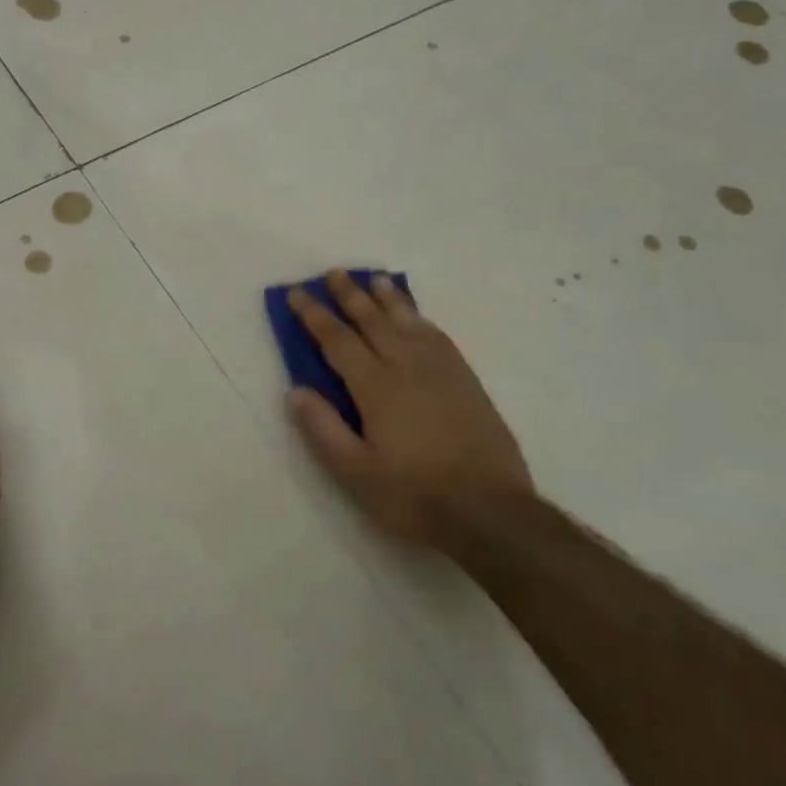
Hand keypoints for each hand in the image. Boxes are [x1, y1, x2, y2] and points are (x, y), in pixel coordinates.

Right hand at [285, 270, 531, 549]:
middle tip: (334, 273)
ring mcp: (442, 372)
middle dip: (351, 295)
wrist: (490, 512)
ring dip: (389, 299)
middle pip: (374, 321)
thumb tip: (295, 390)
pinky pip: (439, 338)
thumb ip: (323, 429)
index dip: (314, 315)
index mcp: (376, 388)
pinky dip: (421, 320)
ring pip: (410, 323)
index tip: (297, 293)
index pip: (337, 340)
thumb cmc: (413, 495)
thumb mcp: (355, 473)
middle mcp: (408, 368)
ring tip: (376, 280)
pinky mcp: (467, 383)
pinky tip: (417, 318)